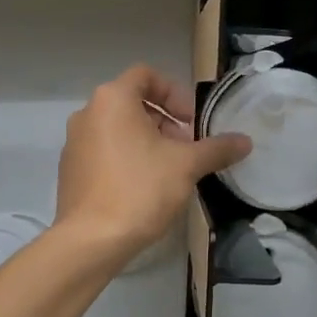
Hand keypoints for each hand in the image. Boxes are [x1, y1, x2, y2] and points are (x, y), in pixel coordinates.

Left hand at [55, 66, 249, 264]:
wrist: (91, 241)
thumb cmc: (140, 189)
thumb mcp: (187, 165)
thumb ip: (217, 148)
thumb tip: (245, 141)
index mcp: (112, 99)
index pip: (147, 75)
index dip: (174, 93)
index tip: (192, 120)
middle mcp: (88, 113)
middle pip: (133, 103)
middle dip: (165, 121)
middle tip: (187, 148)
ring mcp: (74, 142)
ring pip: (118, 129)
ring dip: (147, 141)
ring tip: (170, 170)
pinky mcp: (70, 170)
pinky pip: (104, 151)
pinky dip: (126, 158)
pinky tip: (144, 188)